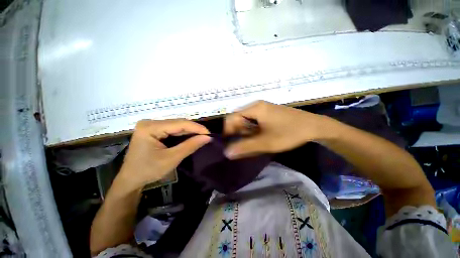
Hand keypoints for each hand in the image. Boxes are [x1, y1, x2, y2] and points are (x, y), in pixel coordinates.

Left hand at [115, 119, 210, 192]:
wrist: (130, 178)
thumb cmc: (148, 171)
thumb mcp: (170, 159)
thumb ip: (189, 146)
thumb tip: (207, 138)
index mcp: (150, 127)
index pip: (177, 123)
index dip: (195, 127)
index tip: (210, 134)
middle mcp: (147, 122)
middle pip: (173, 123)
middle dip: (190, 130)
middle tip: (206, 137)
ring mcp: (146, 126)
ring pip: (170, 126)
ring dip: (184, 132)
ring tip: (199, 137)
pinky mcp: (147, 131)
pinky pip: (165, 130)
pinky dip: (176, 135)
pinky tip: (186, 138)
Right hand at [224, 101, 326, 158]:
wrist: (313, 127)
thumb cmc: (289, 133)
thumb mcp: (266, 143)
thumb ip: (245, 147)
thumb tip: (226, 152)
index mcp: (254, 108)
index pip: (231, 118)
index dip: (227, 132)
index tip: (230, 147)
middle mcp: (258, 106)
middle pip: (239, 119)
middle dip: (238, 134)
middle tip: (243, 148)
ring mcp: (266, 110)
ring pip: (248, 122)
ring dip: (247, 134)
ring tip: (252, 147)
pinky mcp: (272, 115)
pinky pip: (257, 122)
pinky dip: (255, 132)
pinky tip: (261, 141)